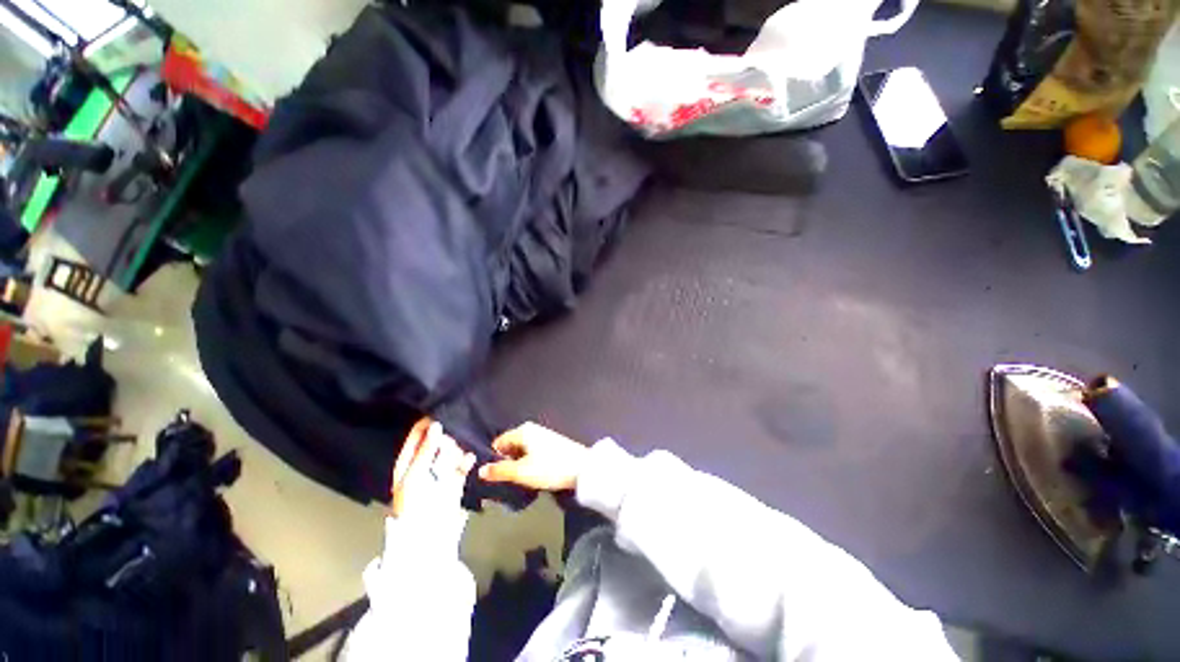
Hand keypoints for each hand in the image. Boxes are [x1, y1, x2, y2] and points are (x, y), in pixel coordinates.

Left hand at [391, 418, 475, 518]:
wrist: (426, 537)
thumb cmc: (413, 505)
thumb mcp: (414, 476)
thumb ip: (426, 450)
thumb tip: (436, 424)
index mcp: (408, 462)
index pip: (417, 435)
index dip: (427, 423)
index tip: (441, 410)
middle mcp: (425, 463)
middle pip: (437, 441)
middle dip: (447, 433)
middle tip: (457, 426)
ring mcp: (441, 472)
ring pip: (451, 450)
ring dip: (458, 446)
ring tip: (465, 441)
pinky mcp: (456, 480)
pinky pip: (463, 464)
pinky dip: (466, 460)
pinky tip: (470, 457)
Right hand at [478, 422, 587, 490]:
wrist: (582, 468)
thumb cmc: (549, 467)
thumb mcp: (522, 472)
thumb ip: (500, 471)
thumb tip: (480, 470)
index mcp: (522, 431)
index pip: (499, 442)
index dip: (493, 458)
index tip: (493, 476)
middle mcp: (531, 429)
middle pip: (510, 446)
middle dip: (506, 462)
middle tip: (505, 481)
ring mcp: (543, 435)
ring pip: (522, 450)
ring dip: (518, 464)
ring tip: (519, 480)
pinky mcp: (551, 444)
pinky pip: (532, 452)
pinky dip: (529, 462)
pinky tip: (533, 475)